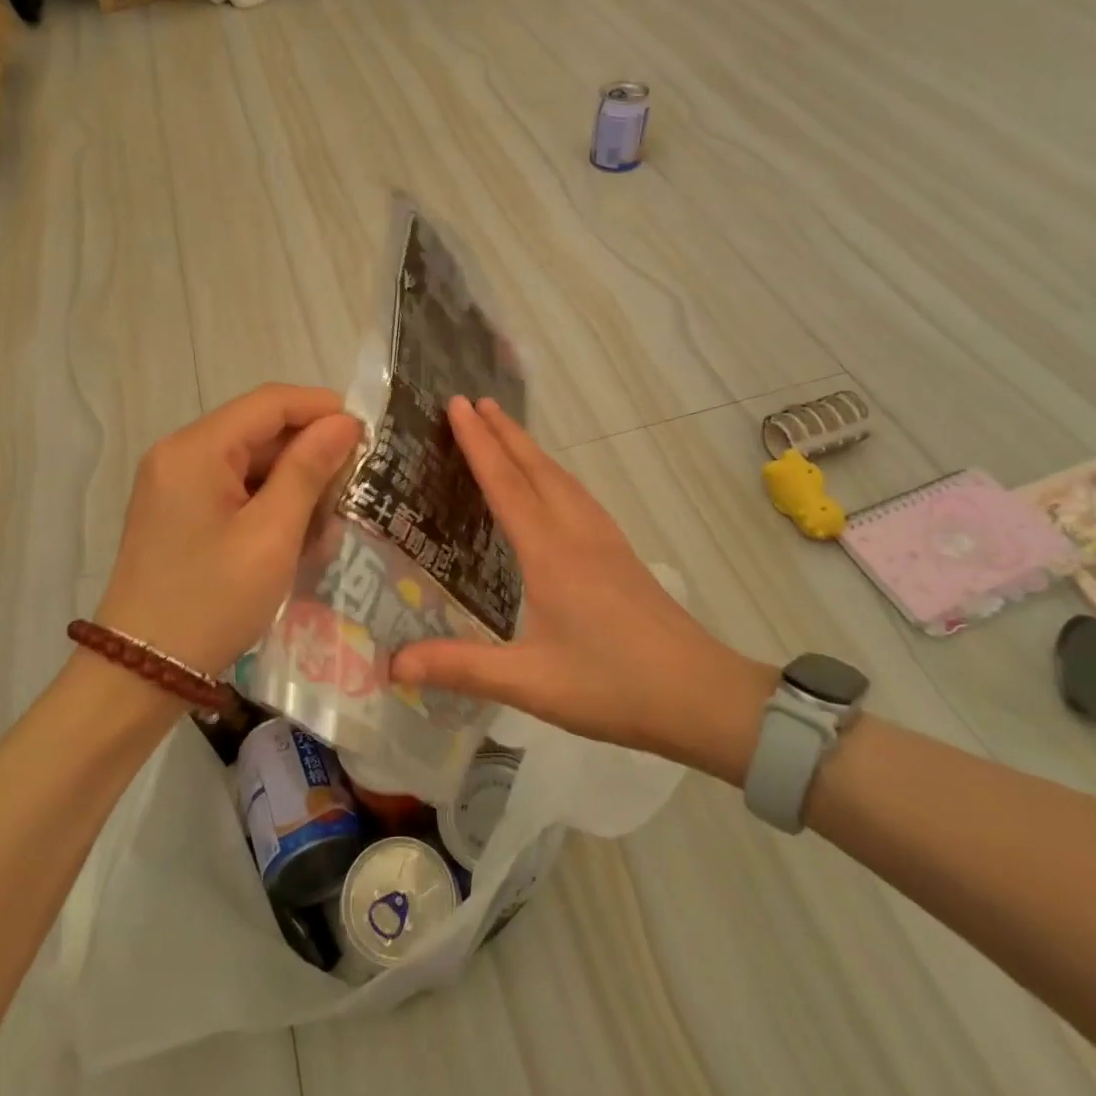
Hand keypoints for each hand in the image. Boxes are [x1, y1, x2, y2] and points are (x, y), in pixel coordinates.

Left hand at [95, 385, 363, 675]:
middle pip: (258, 429)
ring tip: (332, 512)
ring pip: (249, 460)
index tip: (368, 432)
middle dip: (310, 450)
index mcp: (195, 449)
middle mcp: (179, 453)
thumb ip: (308, 470)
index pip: (269, 402)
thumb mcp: (271, 536)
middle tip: (357, 481)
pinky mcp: (179, 510)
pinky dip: (269, 501)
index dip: (322, 408)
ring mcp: (175, 482)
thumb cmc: (212, 601)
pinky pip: (234, 487)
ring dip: (293, 480)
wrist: (142, 672)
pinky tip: (297, 530)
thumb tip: (344, 423)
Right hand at [393, 397, 771, 768]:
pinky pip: (580, 496)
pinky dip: (555, 475)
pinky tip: (556, 487)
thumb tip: (394, 665)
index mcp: (550, 554)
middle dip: (504, 431)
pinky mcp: (622, 555)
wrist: (701, 695)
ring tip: (507, 430)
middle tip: (475, 401)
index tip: (457, 404)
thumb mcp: (530, 683)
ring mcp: (605, 542)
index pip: (506, 484)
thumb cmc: (613, 686)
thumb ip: (461, 668)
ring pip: (562, 479)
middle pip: (536, 469)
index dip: (478, 443)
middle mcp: (577, 534)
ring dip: (530, 449)